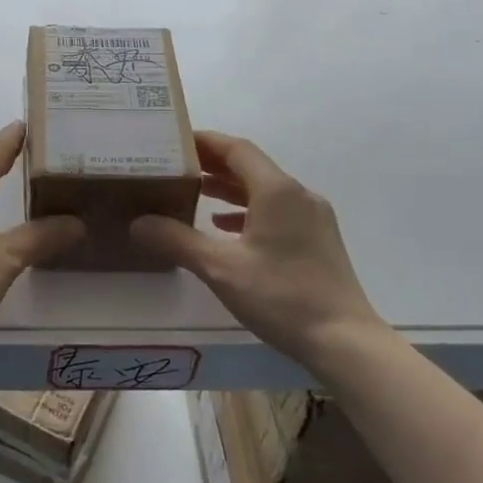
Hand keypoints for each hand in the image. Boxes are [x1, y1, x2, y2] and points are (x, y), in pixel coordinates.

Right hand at [131, 131, 383, 360]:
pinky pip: (277, 211)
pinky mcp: (317, 240)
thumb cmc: (281, 296)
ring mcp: (312, 217)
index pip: (236, 149)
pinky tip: (226, 230)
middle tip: (176, 167)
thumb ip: (177, 241)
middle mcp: (298, 195)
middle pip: (251, 166)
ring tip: (196, 194)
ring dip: (230, 189)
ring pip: (264, 190)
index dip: (205, 142)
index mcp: (277, 190)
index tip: (174, 141)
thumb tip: (138, 223)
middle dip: (213, 165)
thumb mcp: (221, 269)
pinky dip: (248, 212)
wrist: (345, 341)